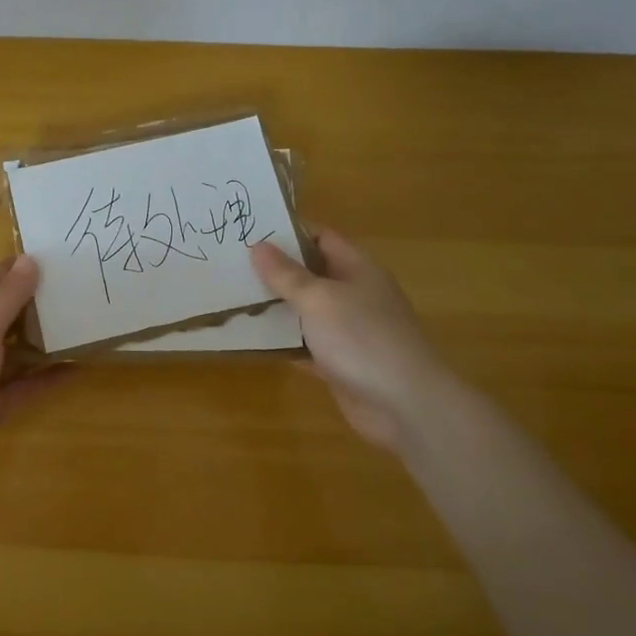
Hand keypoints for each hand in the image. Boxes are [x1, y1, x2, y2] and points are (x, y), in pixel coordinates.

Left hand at [0, 255, 61, 507]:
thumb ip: (5, 298)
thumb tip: (29, 260)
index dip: (14, 270)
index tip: (51, 257)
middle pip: (2, 316)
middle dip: (33, 303)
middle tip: (74, 288)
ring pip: (15, 351)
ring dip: (43, 339)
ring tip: (80, 322)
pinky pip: (24, 385)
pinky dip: (46, 376)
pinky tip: (76, 367)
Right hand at [251, 230, 454, 448]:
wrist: (405, 406)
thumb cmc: (362, 338)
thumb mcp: (319, 298)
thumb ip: (286, 274)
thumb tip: (258, 245)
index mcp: (356, 268)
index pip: (320, 237)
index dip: (288, 231)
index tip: (249, 229)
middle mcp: (353, 294)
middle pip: (309, 273)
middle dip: (273, 269)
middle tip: (230, 263)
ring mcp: (347, 331)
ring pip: (303, 311)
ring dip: (273, 307)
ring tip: (230, 297)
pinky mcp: (338, 363)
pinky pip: (303, 345)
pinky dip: (280, 342)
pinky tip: (248, 339)